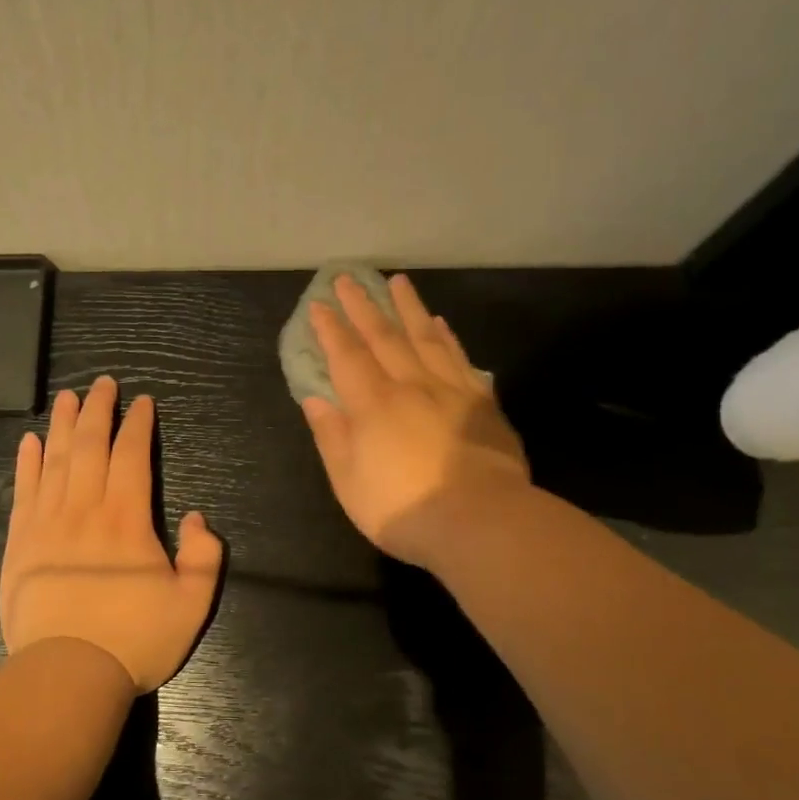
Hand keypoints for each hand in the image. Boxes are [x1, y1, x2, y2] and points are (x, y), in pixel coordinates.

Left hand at [0, 377, 223, 692]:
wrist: (67, 674)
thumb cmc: (135, 640)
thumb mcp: (192, 604)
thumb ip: (205, 556)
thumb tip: (197, 517)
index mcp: (127, 518)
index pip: (131, 455)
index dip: (137, 424)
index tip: (142, 402)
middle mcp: (84, 508)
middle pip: (90, 445)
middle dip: (99, 410)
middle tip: (103, 383)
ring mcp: (46, 522)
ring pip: (55, 459)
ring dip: (63, 424)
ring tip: (68, 397)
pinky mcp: (20, 541)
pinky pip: (23, 489)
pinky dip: (27, 462)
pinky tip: (30, 441)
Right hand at [302, 273, 530, 567]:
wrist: (481, 521)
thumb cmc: (403, 509)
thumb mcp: (350, 482)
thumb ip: (332, 437)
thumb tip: (316, 400)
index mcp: (373, 405)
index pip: (347, 357)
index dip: (331, 330)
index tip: (319, 304)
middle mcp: (410, 386)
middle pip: (384, 337)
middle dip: (363, 306)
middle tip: (349, 278)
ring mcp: (450, 391)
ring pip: (426, 337)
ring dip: (408, 308)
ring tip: (398, 282)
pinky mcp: (482, 404)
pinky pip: (460, 359)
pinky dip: (447, 337)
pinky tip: (441, 324)